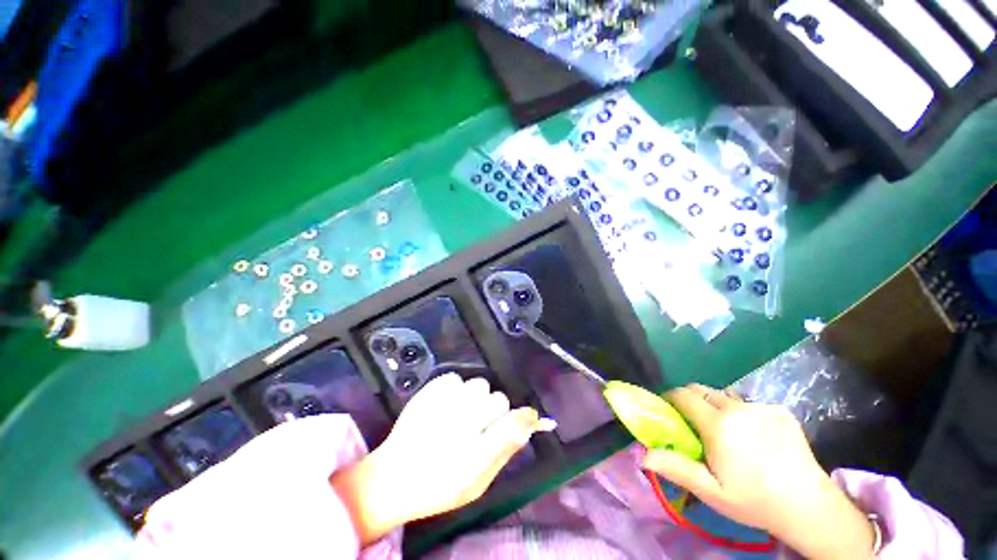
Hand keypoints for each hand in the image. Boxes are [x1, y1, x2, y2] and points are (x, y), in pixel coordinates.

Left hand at [330, 374, 544, 544]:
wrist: (392, 478)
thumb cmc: (438, 487)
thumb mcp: (477, 485)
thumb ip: (504, 453)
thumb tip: (527, 423)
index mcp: (473, 457)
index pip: (512, 424)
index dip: (524, 417)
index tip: (527, 416)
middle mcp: (459, 426)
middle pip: (499, 399)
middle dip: (496, 410)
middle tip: (482, 423)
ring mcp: (441, 406)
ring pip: (480, 384)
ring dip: (477, 397)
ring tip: (462, 412)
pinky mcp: (427, 392)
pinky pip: (456, 378)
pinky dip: (455, 389)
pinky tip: (446, 405)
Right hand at [642, 384, 875, 559]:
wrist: (811, 507)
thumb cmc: (754, 501)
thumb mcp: (711, 492)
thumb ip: (676, 468)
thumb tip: (642, 454)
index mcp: (719, 424)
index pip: (683, 395)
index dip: (670, 398)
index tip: (667, 410)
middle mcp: (738, 407)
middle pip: (702, 390)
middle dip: (690, 400)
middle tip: (692, 423)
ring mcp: (762, 407)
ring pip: (724, 396)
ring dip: (715, 407)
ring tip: (725, 433)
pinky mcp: (780, 410)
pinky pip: (748, 404)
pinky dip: (740, 413)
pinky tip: (753, 436)